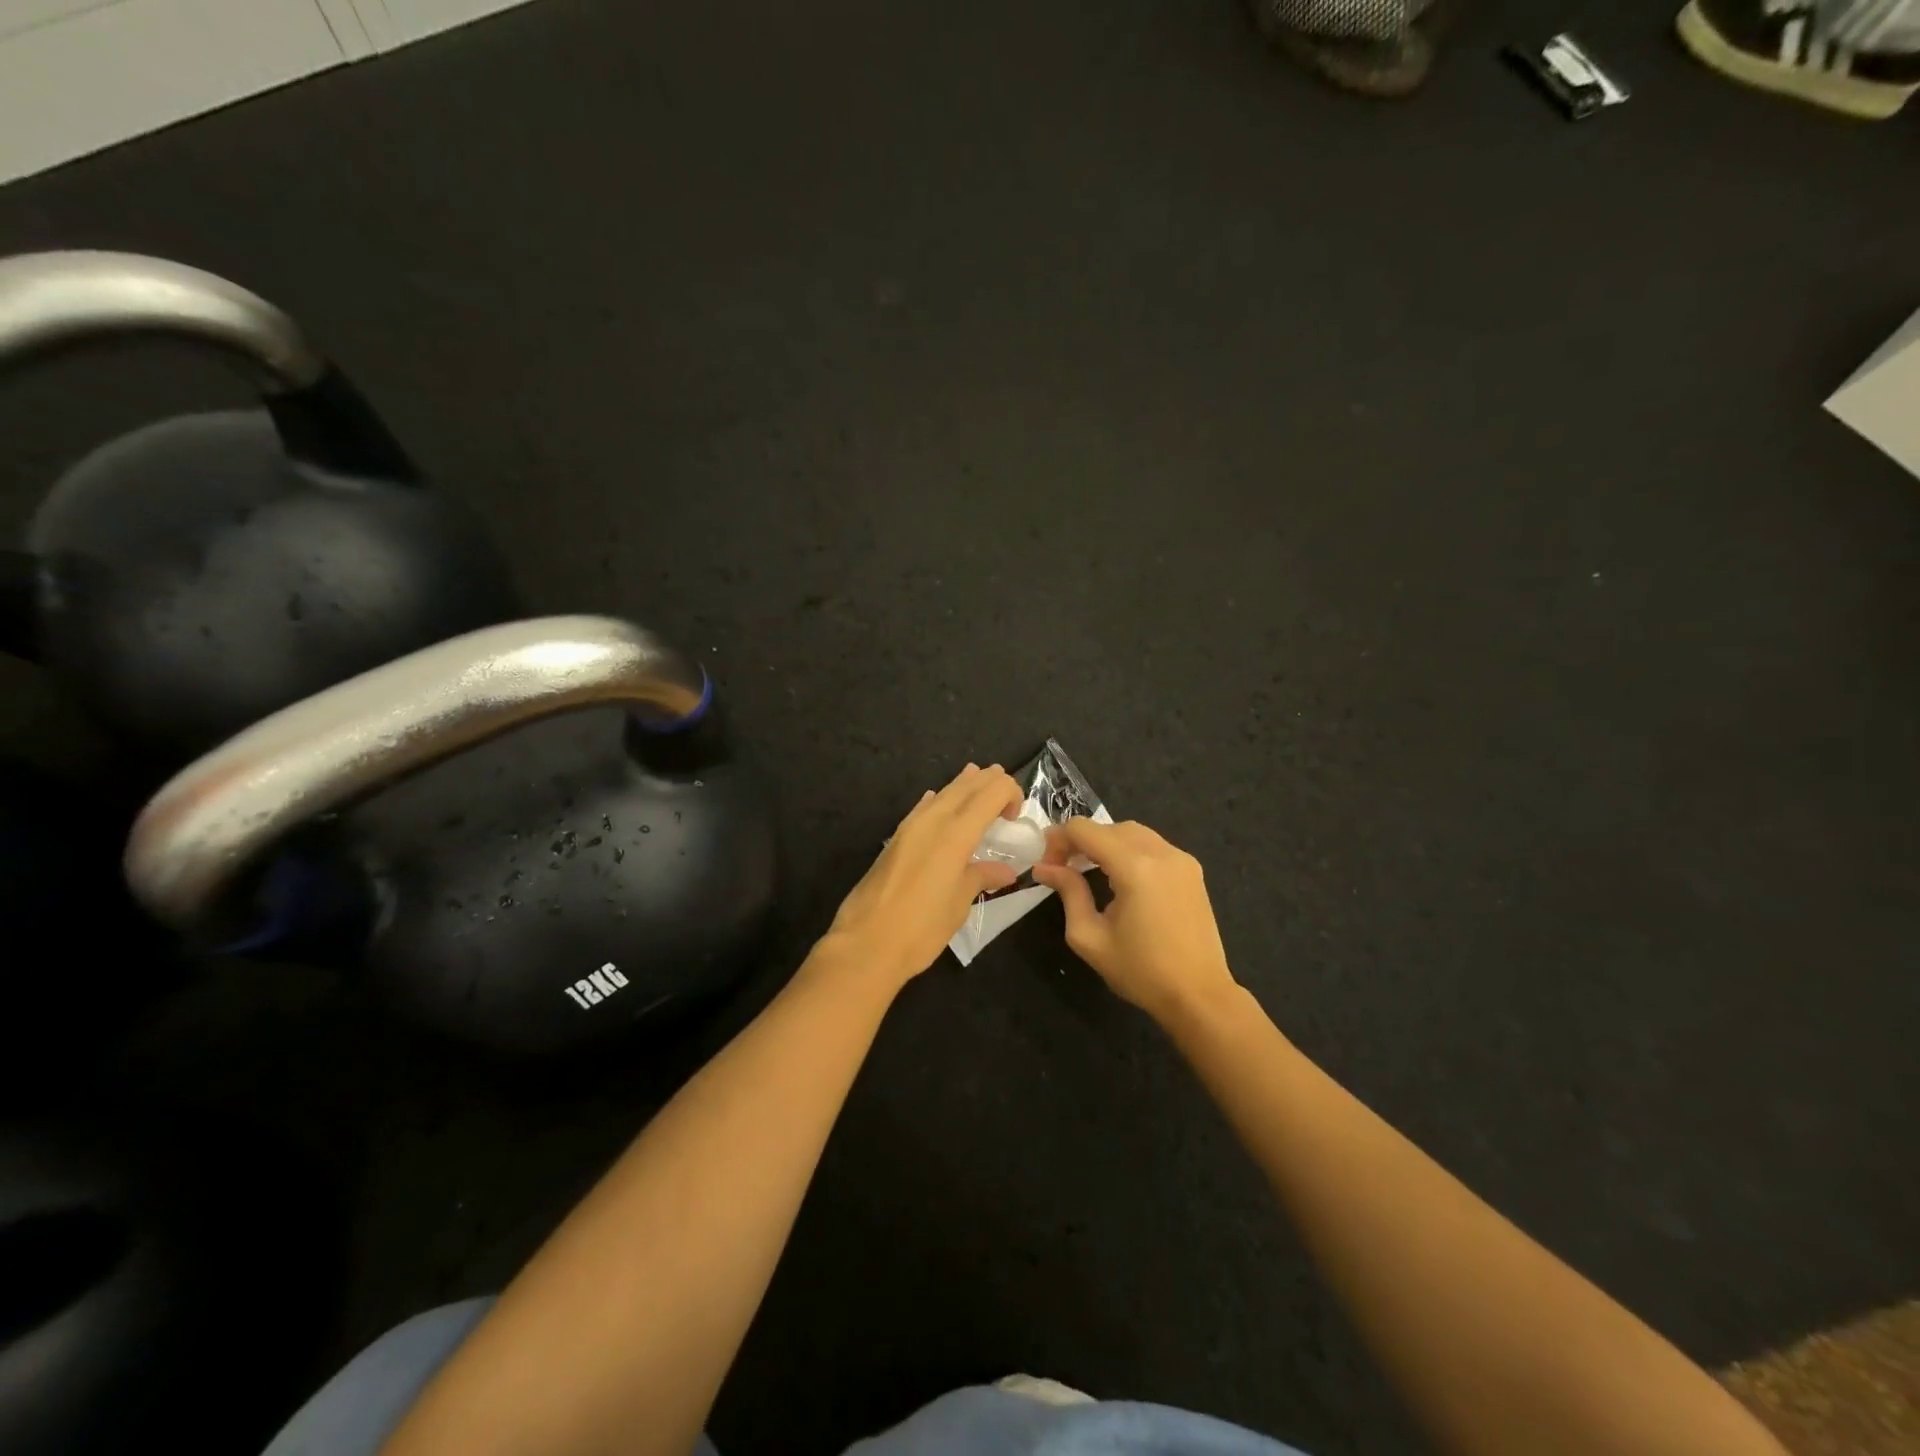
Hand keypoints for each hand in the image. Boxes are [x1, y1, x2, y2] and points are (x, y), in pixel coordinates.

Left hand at [824, 764, 1023, 989]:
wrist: (865, 944)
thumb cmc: (921, 928)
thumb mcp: (959, 904)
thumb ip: (981, 878)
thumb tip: (1005, 871)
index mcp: (955, 833)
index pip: (991, 791)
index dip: (1010, 792)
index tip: (1015, 817)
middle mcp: (932, 820)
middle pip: (966, 786)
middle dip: (989, 782)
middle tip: (1005, 793)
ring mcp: (909, 827)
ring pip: (943, 793)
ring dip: (964, 787)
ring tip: (978, 781)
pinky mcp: (895, 840)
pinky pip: (923, 808)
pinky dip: (938, 801)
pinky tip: (938, 802)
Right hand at [1033, 819, 1239, 1025]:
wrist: (1199, 996)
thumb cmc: (1140, 972)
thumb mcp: (1090, 937)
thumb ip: (1068, 892)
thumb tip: (1044, 868)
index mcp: (1134, 867)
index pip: (1084, 829)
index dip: (1058, 839)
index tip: (1046, 864)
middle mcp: (1161, 852)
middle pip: (1108, 827)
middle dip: (1080, 841)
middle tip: (1063, 868)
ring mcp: (1181, 859)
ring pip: (1132, 832)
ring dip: (1105, 843)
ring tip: (1088, 870)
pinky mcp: (1192, 870)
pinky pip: (1153, 846)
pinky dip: (1129, 851)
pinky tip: (1120, 878)